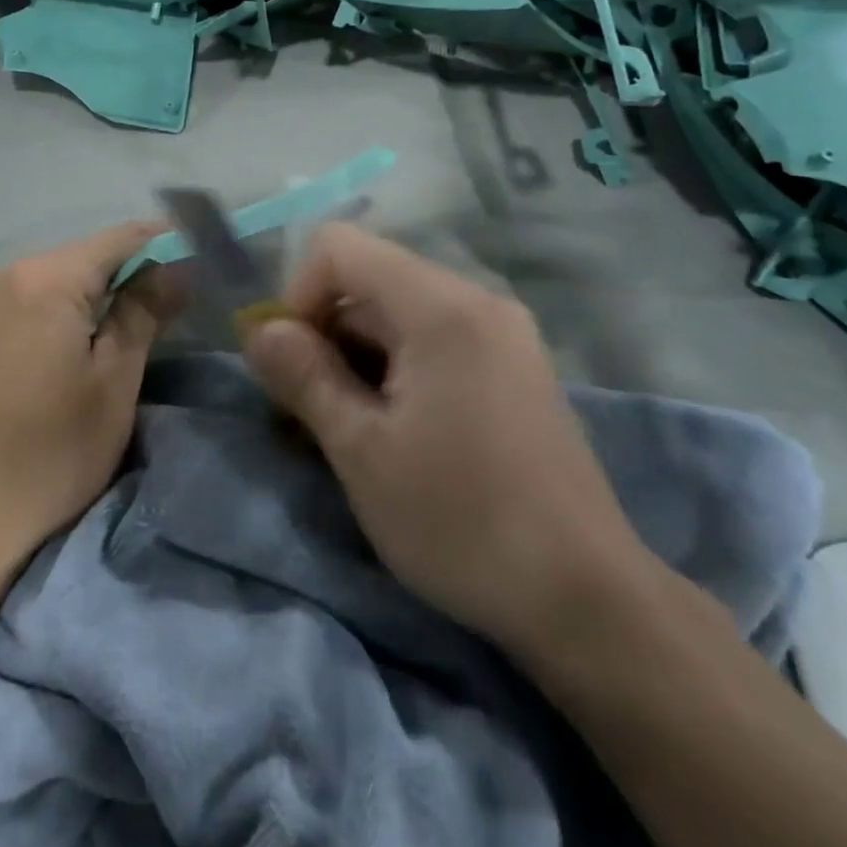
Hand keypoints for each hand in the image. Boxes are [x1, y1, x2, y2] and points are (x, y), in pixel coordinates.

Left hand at [0, 223, 177, 570]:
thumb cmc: (49, 455)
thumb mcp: (113, 382)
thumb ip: (146, 311)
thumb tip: (181, 266)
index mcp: (43, 279)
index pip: (121, 238)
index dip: (168, 244)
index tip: (205, 261)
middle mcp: (4, 275)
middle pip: (86, 255)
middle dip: (134, 271)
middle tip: (179, 300)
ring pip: (57, 278)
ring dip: (100, 293)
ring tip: (140, 322)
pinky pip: (30, 301)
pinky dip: (65, 310)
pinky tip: (84, 340)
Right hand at [243, 224, 653, 665]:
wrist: (587, 599)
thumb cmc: (460, 520)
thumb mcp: (361, 450)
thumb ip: (303, 375)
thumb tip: (259, 329)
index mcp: (440, 306)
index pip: (339, 247)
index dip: (299, 295)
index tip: (295, 366)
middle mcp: (476, 300)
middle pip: (370, 280)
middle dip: (326, 334)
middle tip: (315, 413)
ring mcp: (503, 332)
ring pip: (399, 312)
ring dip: (358, 357)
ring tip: (355, 431)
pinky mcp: (516, 366)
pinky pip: (435, 338)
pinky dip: (398, 368)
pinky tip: (399, 432)